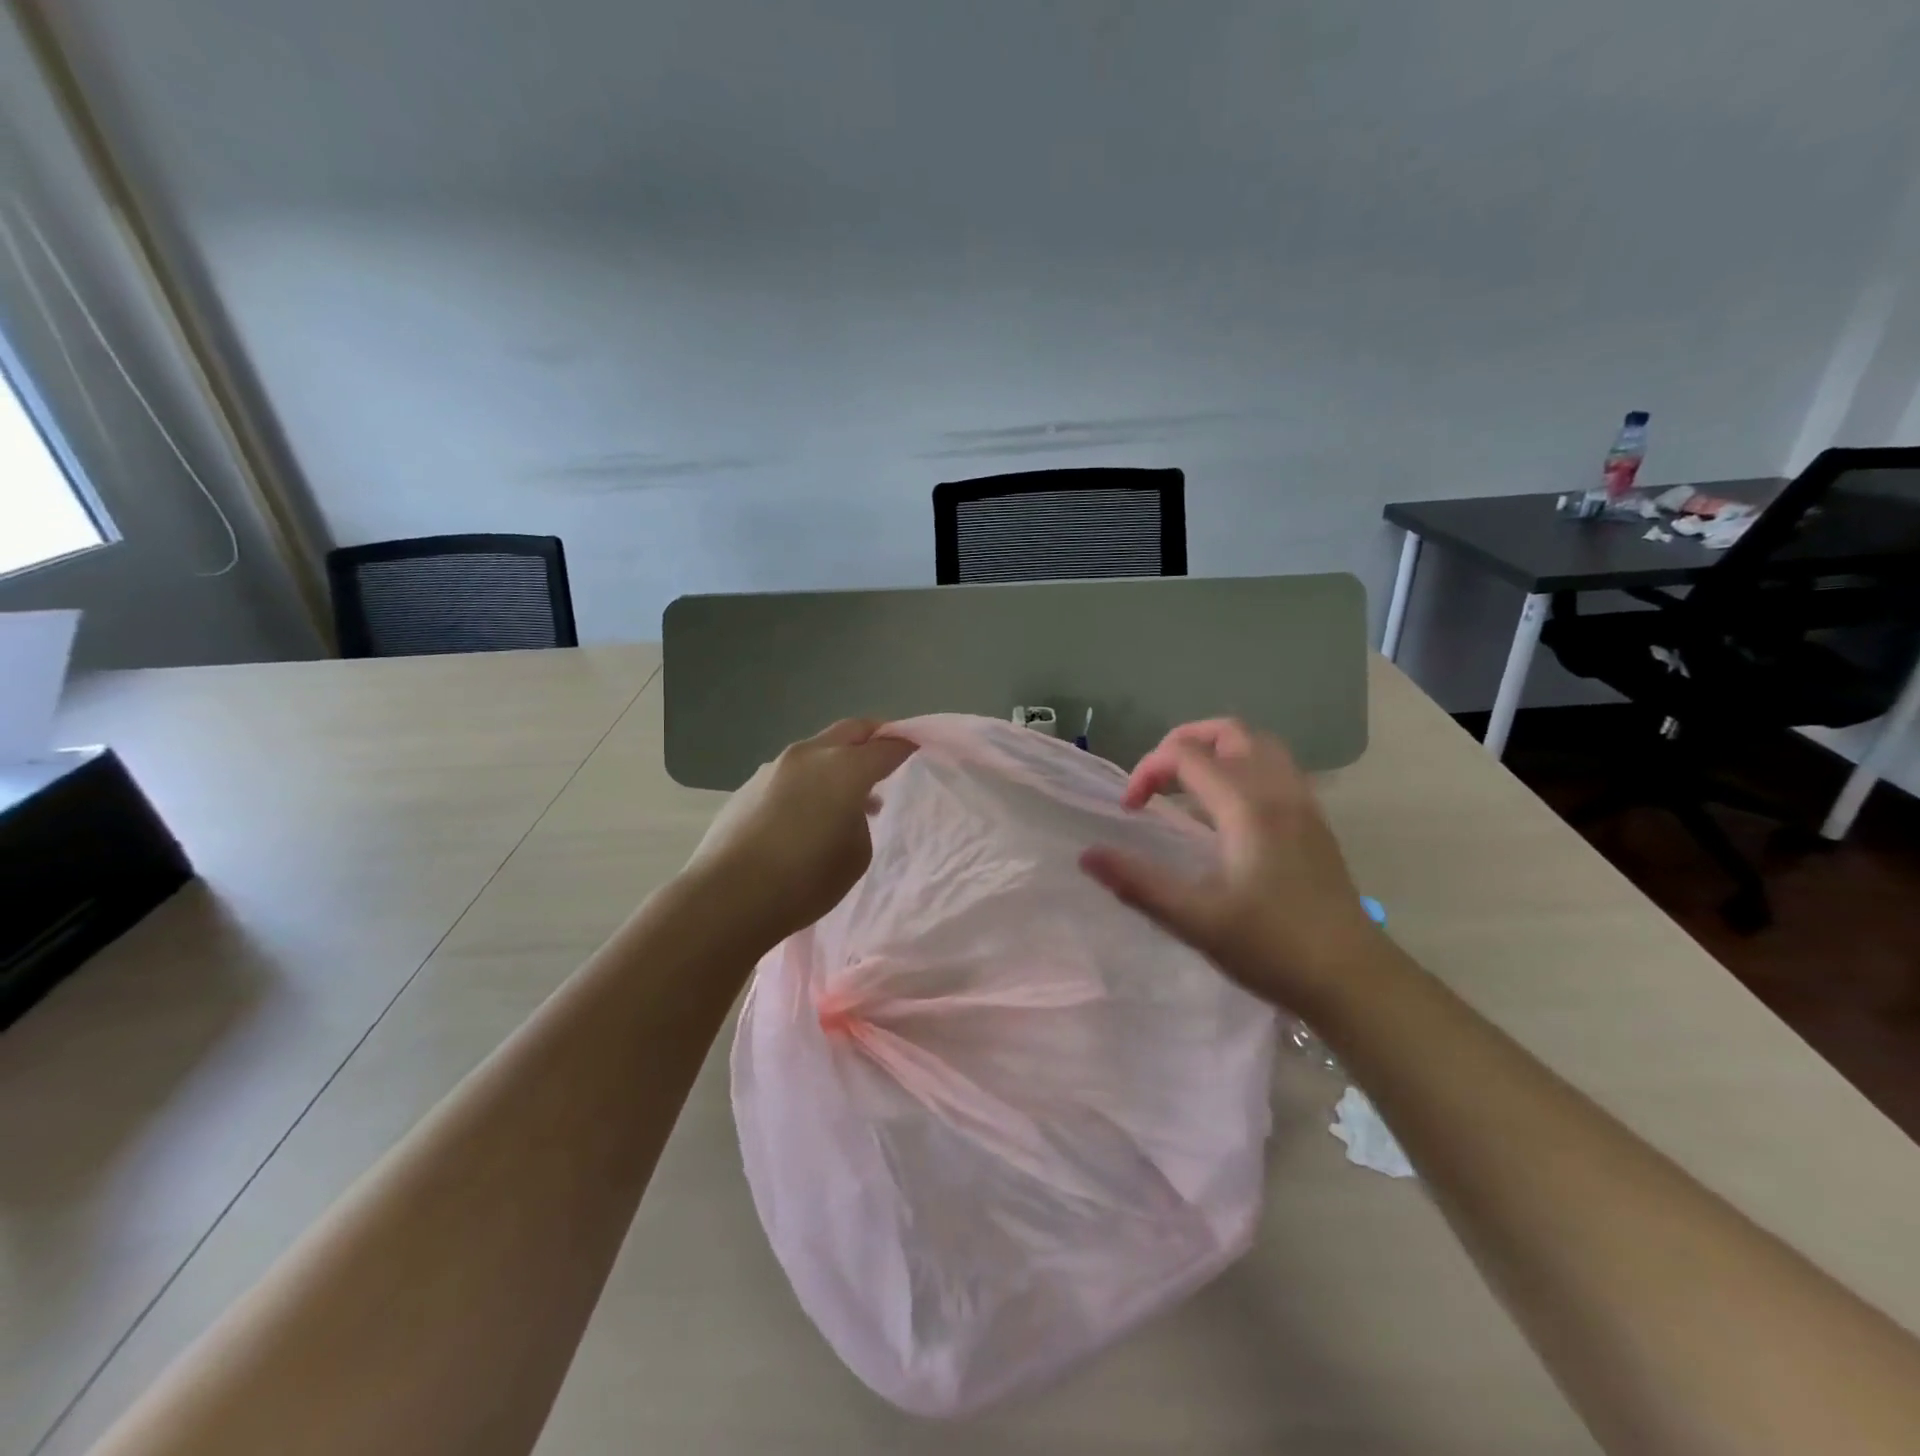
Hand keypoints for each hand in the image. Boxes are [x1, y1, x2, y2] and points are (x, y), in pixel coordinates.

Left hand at [683, 718, 914, 947]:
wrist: (727, 897)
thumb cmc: (804, 881)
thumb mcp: (855, 856)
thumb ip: (860, 821)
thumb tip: (847, 809)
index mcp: (845, 769)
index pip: (887, 747)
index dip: (908, 746)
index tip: (920, 750)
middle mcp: (810, 755)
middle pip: (852, 730)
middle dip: (874, 737)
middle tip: (889, 756)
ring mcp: (776, 766)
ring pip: (820, 749)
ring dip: (840, 761)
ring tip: (849, 797)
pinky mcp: (751, 783)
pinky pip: (795, 770)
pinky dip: (813, 778)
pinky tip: (809, 813)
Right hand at [1080, 718, 1381, 1014]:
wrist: (1353, 979)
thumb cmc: (1272, 948)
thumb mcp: (1195, 920)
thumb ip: (1138, 883)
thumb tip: (1087, 855)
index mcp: (1247, 806)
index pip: (1186, 755)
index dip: (1147, 771)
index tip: (1130, 809)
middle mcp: (1279, 791)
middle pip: (1229, 732)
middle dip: (1183, 742)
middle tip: (1157, 780)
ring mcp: (1304, 804)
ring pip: (1259, 745)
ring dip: (1216, 751)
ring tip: (1188, 788)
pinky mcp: (1315, 823)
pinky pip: (1276, 769)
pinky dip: (1243, 768)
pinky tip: (1228, 812)